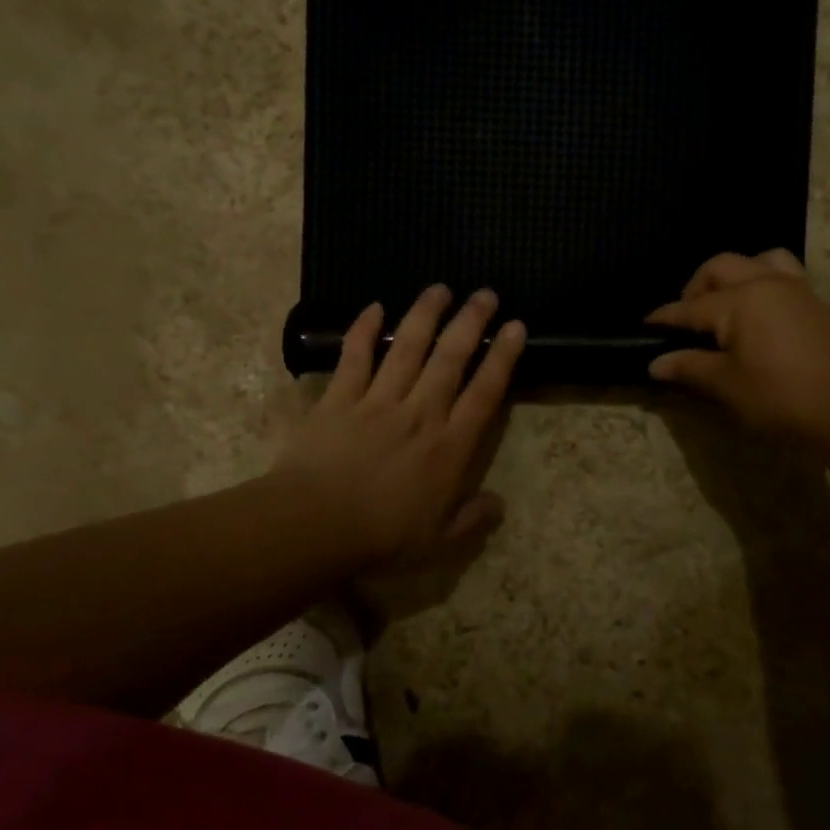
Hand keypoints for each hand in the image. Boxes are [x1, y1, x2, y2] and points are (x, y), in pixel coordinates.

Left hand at [274, 285, 525, 567]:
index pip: (484, 393)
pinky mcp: (339, 399)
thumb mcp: (438, 541)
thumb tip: (499, 504)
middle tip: (485, 293)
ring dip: (425, 314)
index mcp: (448, 446)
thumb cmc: (380, 537)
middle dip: (471, 322)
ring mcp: (377, 401)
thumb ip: (472, 519)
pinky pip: (354, 356)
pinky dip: (362, 329)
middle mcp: (419, 413)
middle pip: (450, 358)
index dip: (503, 357)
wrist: (314, 525)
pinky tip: (374, 306)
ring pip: (406, 347)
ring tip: (440, 288)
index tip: (515, 327)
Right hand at [646, 250, 829, 445]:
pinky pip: (782, 272)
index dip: (664, 318)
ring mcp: (794, 288)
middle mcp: (764, 283)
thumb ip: (690, 367)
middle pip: (719, 268)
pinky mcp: (814, 301)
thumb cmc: (780, 396)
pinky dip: (762, 280)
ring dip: (734, 275)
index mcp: (738, 301)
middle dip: (695, 287)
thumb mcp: (727, 384)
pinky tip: (758, 312)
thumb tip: (655, 363)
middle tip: (687, 319)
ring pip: (757, 259)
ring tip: (726, 304)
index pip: (689, 307)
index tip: (645, 327)